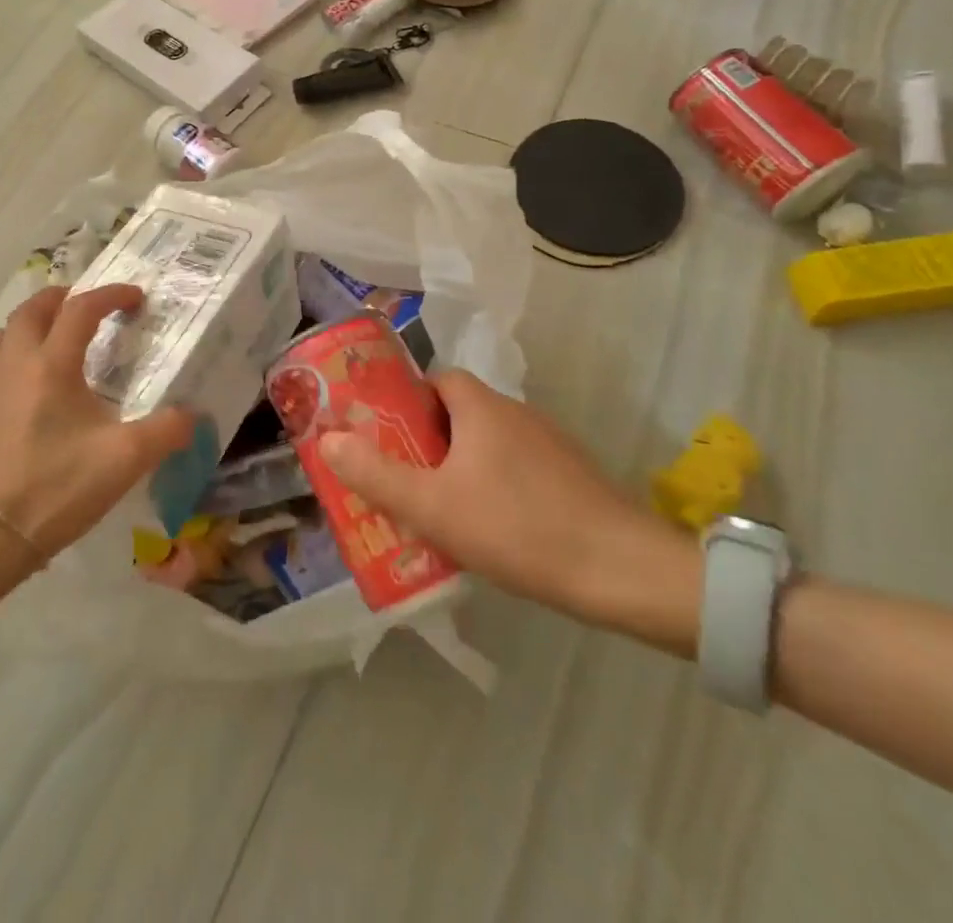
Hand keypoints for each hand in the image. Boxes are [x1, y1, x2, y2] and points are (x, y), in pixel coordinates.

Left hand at [0, 284, 192, 558]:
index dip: (110, 295)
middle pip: (32, 309)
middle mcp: (16, 363)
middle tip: (88, 304)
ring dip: (31, 320)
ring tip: (54, 333)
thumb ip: (167, 431)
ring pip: (4, 331)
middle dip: (63, 297)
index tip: (135, 297)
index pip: (81, 309)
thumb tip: (193, 416)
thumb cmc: (60, 486)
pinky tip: (30, 377)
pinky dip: (12, 349)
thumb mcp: (126, 459)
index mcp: (52, 364)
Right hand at [320, 371, 698, 647]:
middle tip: (403, 479)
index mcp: (482, 406)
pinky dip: (496, 488)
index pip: (435, 380)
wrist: (626, 573)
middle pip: (458, 413)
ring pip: (488, 445)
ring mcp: (551, 445)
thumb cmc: (518, 528)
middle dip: (427, 442)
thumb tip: (325, 439)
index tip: (386, 436)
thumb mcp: (432, 506)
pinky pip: (517, 470)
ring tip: (438, 511)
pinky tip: (491, 531)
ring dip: (461, 468)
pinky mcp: (572, 478)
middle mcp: (516, 413)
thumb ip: (375, 473)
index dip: (405, 402)